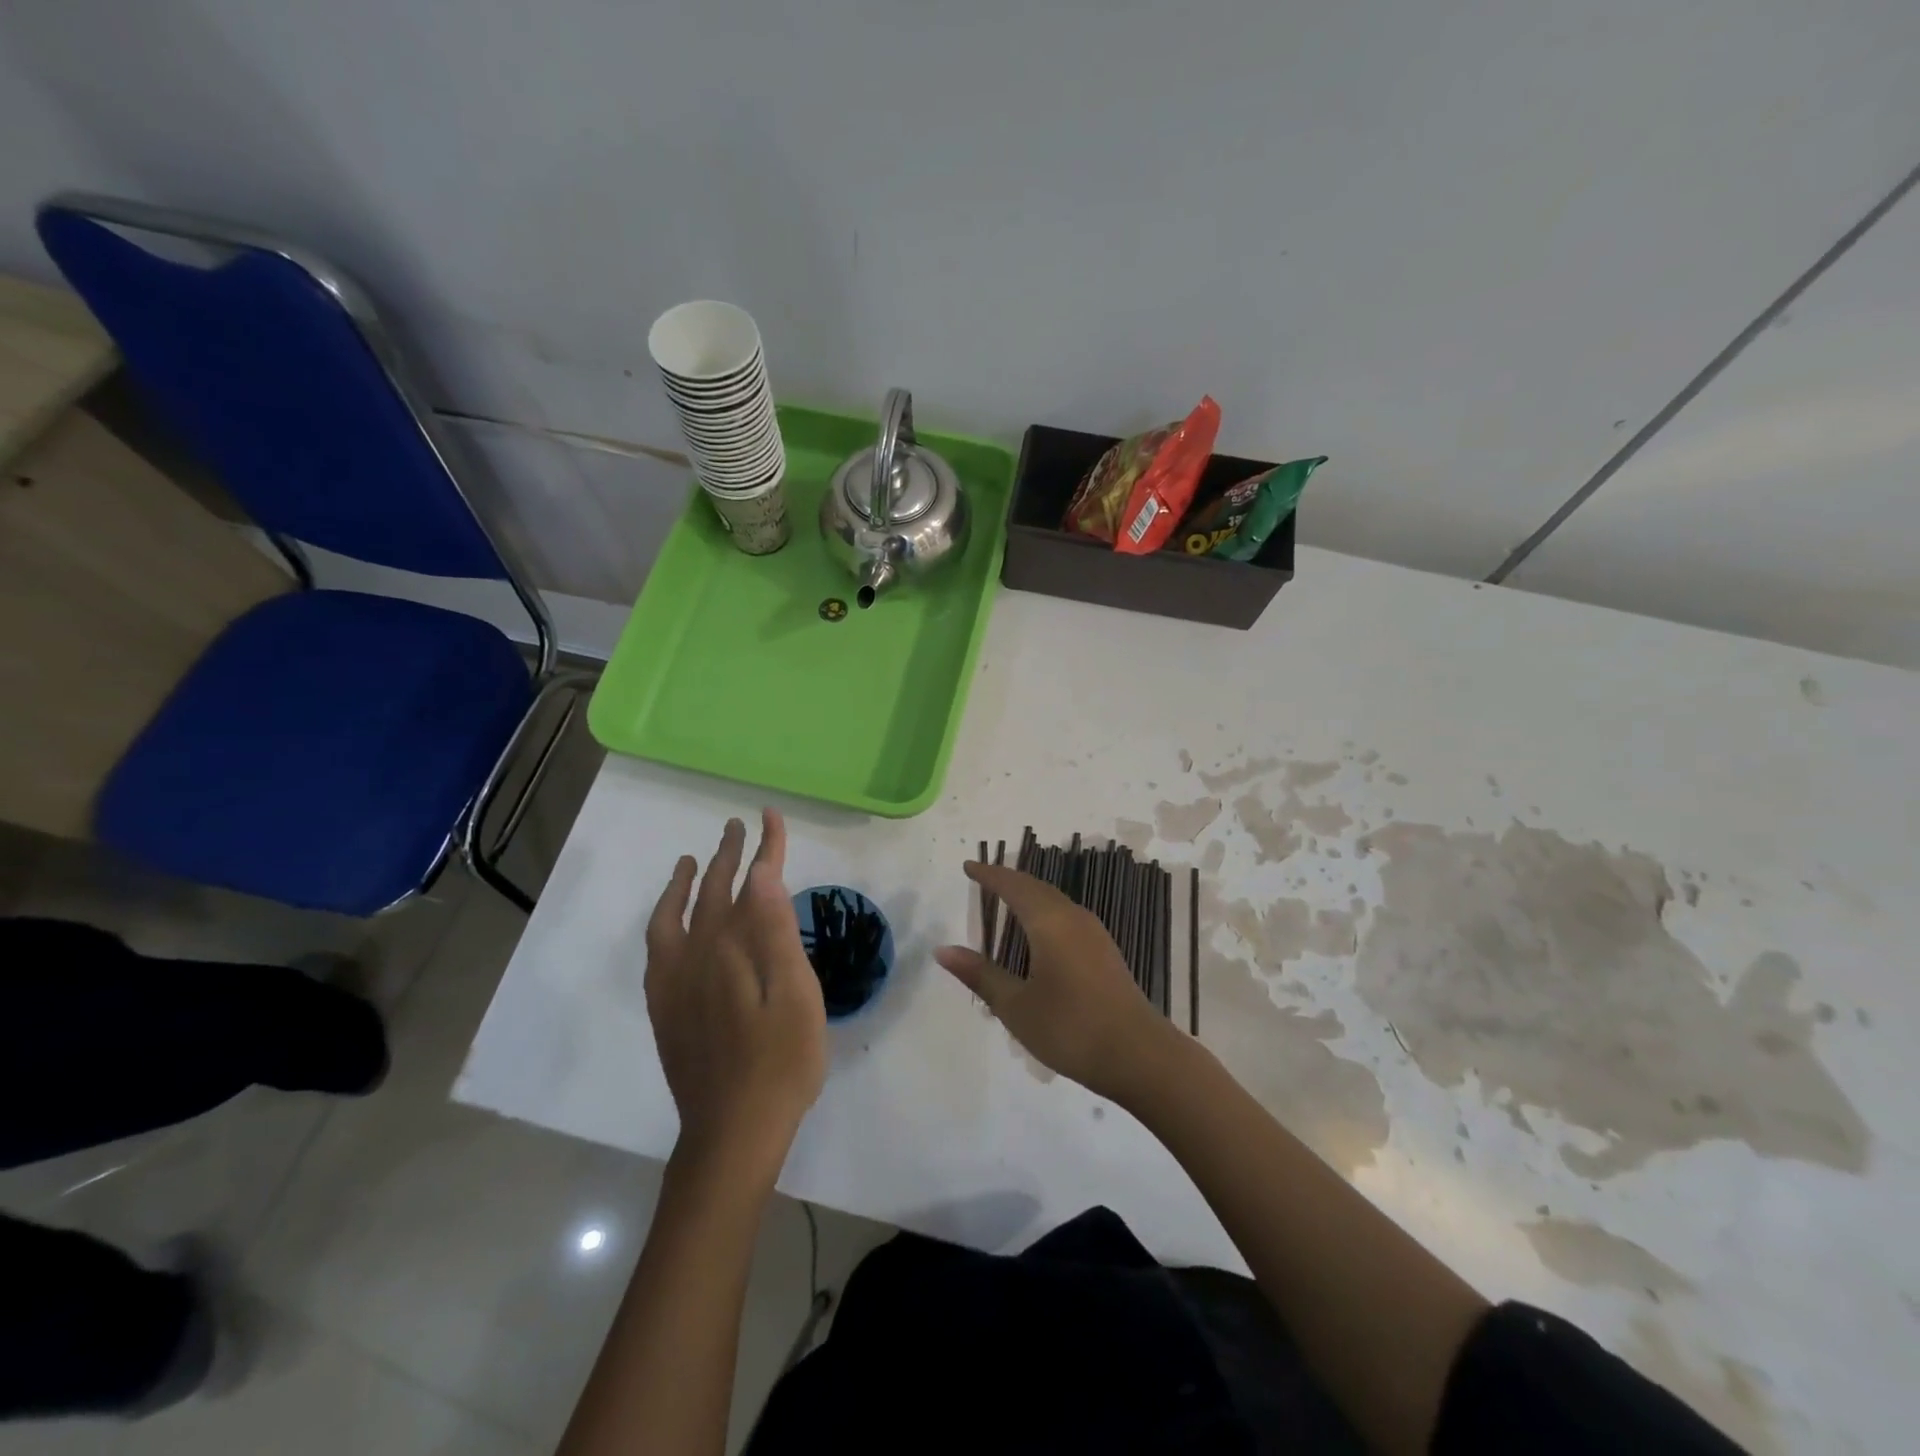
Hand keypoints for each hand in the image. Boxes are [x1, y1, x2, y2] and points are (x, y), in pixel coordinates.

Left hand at [645, 811, 826, 1181]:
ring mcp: (676, 982)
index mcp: (735, 948)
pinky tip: (671, 923)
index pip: (752, 883)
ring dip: (684, 883)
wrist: (733, 1130)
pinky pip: (656, 951)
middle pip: (711, 892)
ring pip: (675, 916)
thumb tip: (761, 875)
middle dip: (726, 855)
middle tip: (735, 828)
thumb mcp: (796, 996)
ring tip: (690, 861)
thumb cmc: (781, 1062)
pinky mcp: (666, 1007)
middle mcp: (699, 955)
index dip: (764, 847)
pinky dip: (662, 923)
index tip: (769, 816)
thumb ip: (776, 933)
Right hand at [934, 862, 1178, 1105]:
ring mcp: (1094, 933)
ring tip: (1007, 902)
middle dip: (1009, 881)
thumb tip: (943, 950)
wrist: (1139, 1056)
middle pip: (1036, 888)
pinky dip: (1045, 913)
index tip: (968, 866)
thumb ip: (980, 975)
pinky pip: (1067, 917)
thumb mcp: (1016, 1006)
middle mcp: (1073, 917)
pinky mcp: (1105, 952)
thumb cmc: (1070, 1028)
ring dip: (1029, 896)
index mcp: (1049, 922)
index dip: (989, 875)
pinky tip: (1038, 935)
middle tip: (984, 879)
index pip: (1013, 886)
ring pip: (1055, 901)